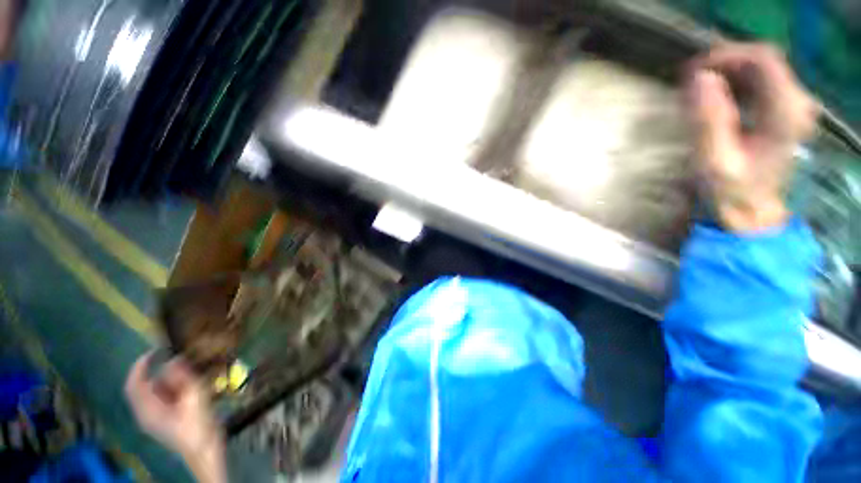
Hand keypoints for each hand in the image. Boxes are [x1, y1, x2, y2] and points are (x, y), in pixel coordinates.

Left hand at [125, 352, 225, 481]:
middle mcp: (146, 412)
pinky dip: (172, 387)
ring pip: (155, 391)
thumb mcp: (194, 399)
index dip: (141, 365)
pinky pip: (163, 397)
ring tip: (188, 373)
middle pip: (144, 386)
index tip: (155, 350)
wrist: (204, 449)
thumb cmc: (198, 425)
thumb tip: (174, 359)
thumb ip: (183, 379)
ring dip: (168, 379)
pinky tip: (189, 386)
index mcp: (148, 409)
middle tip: (178, 360)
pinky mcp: (165, 418)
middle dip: (159, 372)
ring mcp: (155, 417)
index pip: (134, 384)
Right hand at [686, 42, 818, 231]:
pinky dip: (735, 83)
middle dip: (725, 64)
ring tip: (698, 91)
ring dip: (727, 73)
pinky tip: (716, 98)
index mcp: (785, 113)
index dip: (727, 56)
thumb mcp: (713, 159)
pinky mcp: (785, 111)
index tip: (694, 71)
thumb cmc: (731, 190)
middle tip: (691, 82)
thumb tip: (700, 78)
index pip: (763, 60)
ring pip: (761, 69)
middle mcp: (797, 103)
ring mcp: (794, 106)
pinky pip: (761, 82)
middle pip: (763, 61)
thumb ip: (709, 119)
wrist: (750, 210)